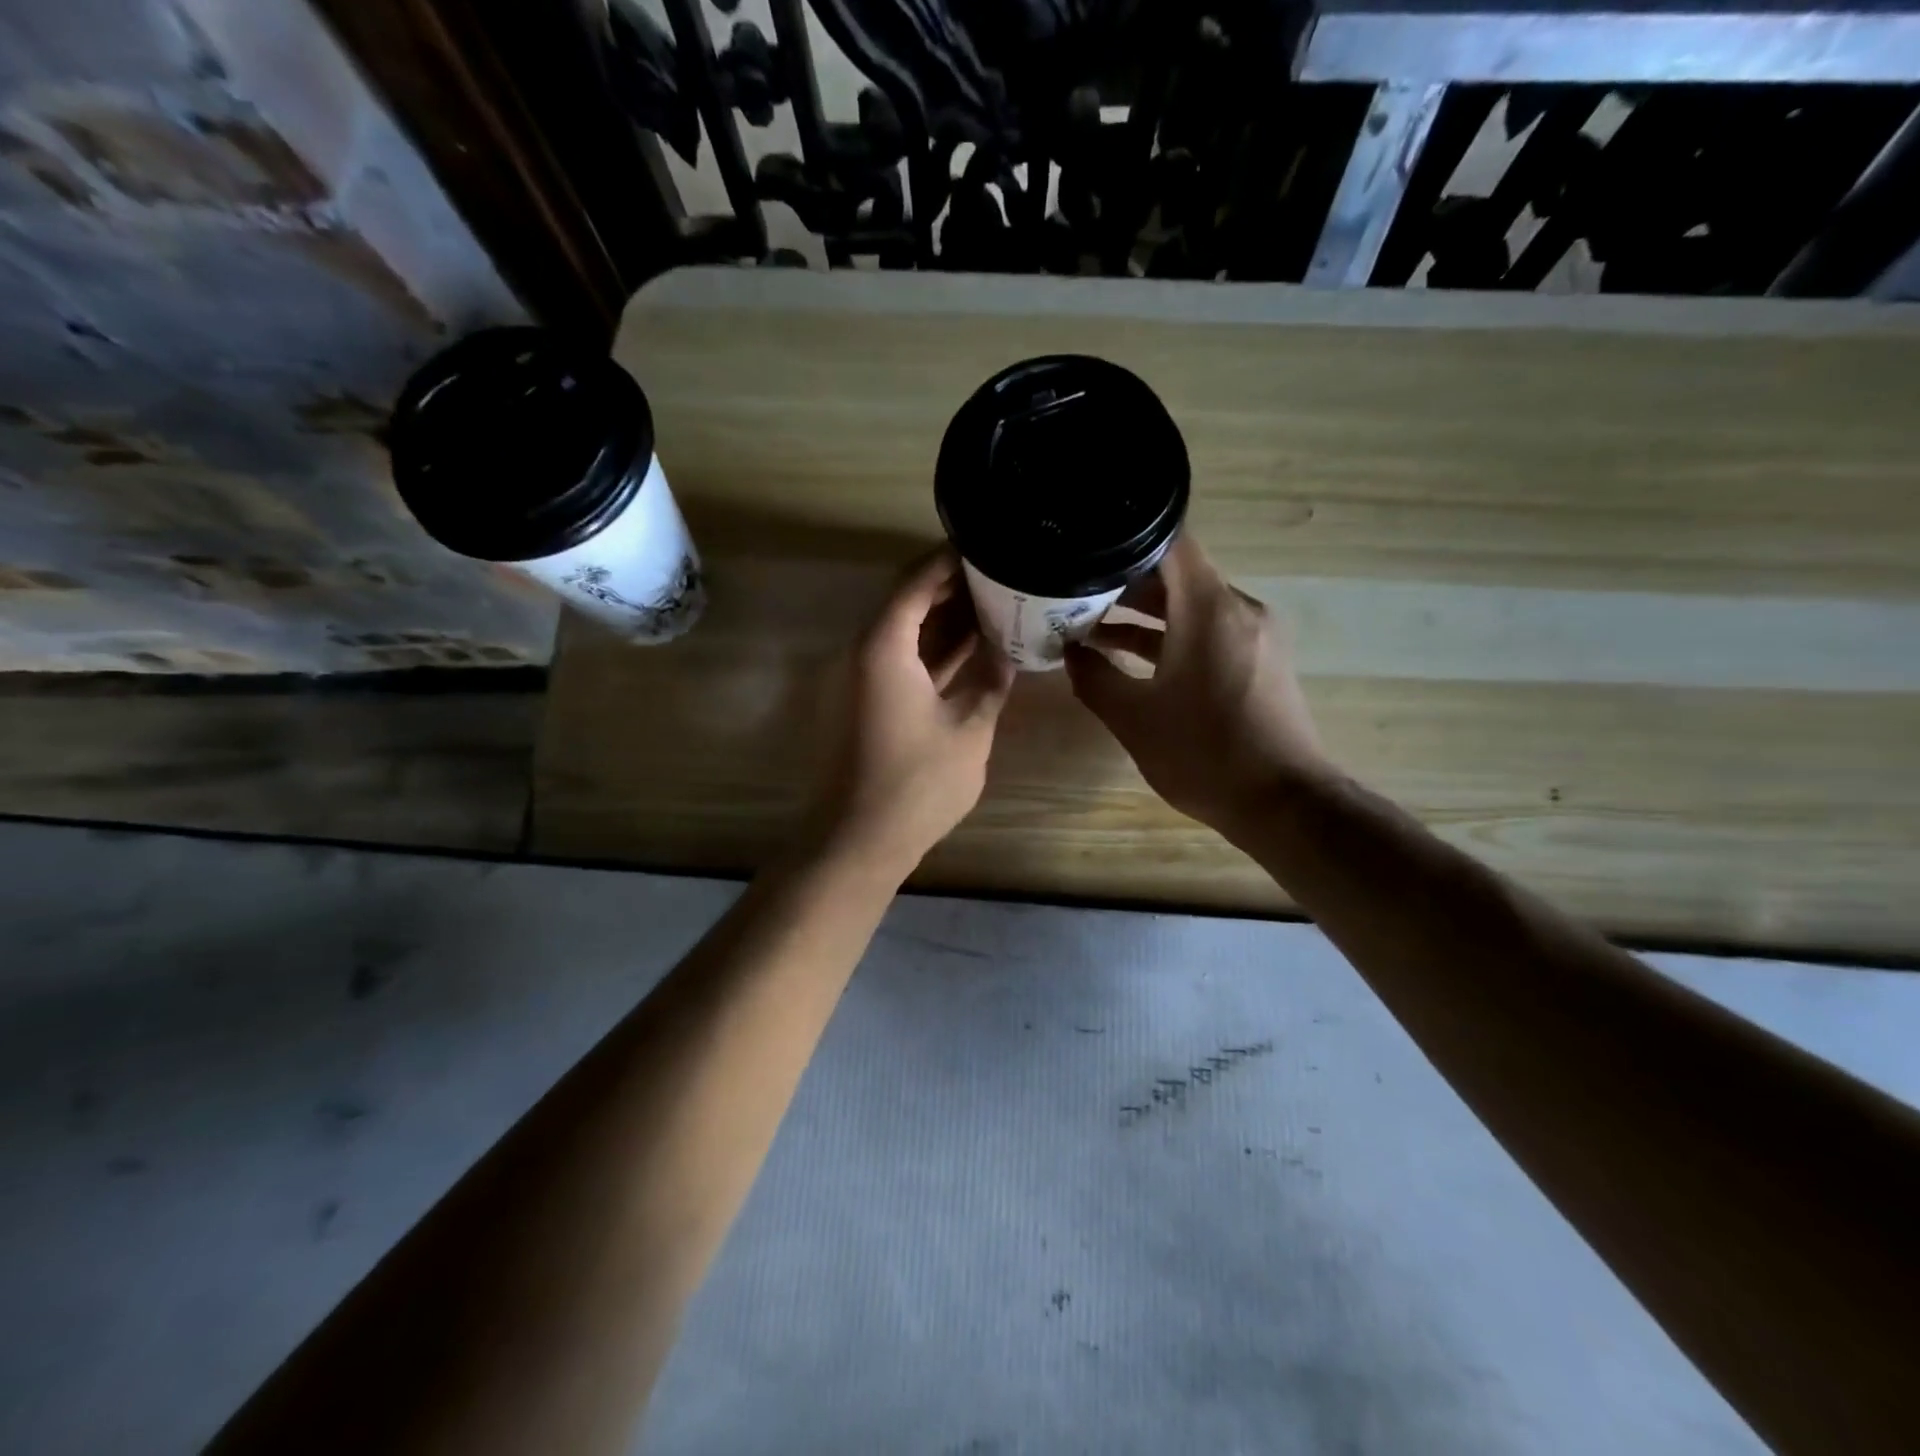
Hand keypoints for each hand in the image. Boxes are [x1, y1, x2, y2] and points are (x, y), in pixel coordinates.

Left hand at [805, 549, 1016, 875]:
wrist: (857, 841)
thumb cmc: (916, 784)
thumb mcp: (969, 729)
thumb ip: (991, 681)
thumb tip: (1010, 650)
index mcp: (883, 647)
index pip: (916, 580)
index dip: (950, 559)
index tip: (987, 544)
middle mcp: (862, 652)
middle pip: (906, 601)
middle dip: (952, 586)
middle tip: (1000, 574)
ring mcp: (859, 679)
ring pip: (903, 632)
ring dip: (942, 619)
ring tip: (994, 604)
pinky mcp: (863, 703)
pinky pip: (899, 660)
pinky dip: (930, 650)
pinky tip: (970, 648)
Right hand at [1065, 535, 1328, 843]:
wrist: (1282, 802)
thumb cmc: (1203, 754)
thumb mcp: (1133, 718)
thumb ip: (1094, 677)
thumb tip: (1070, 651)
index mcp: (1208, 609)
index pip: (1170, 542)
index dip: (1126, 540)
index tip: (1087, 549)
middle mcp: (1238, 608)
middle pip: (1178, 573)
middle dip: (1125, 581)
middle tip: (1075, 592)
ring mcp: (1254, 634)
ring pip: (1192, 604)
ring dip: (1146, 613)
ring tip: (1092, 626)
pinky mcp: (1260, 659)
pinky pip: (1210, 630)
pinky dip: (1174, 635)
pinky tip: (1134, 657)